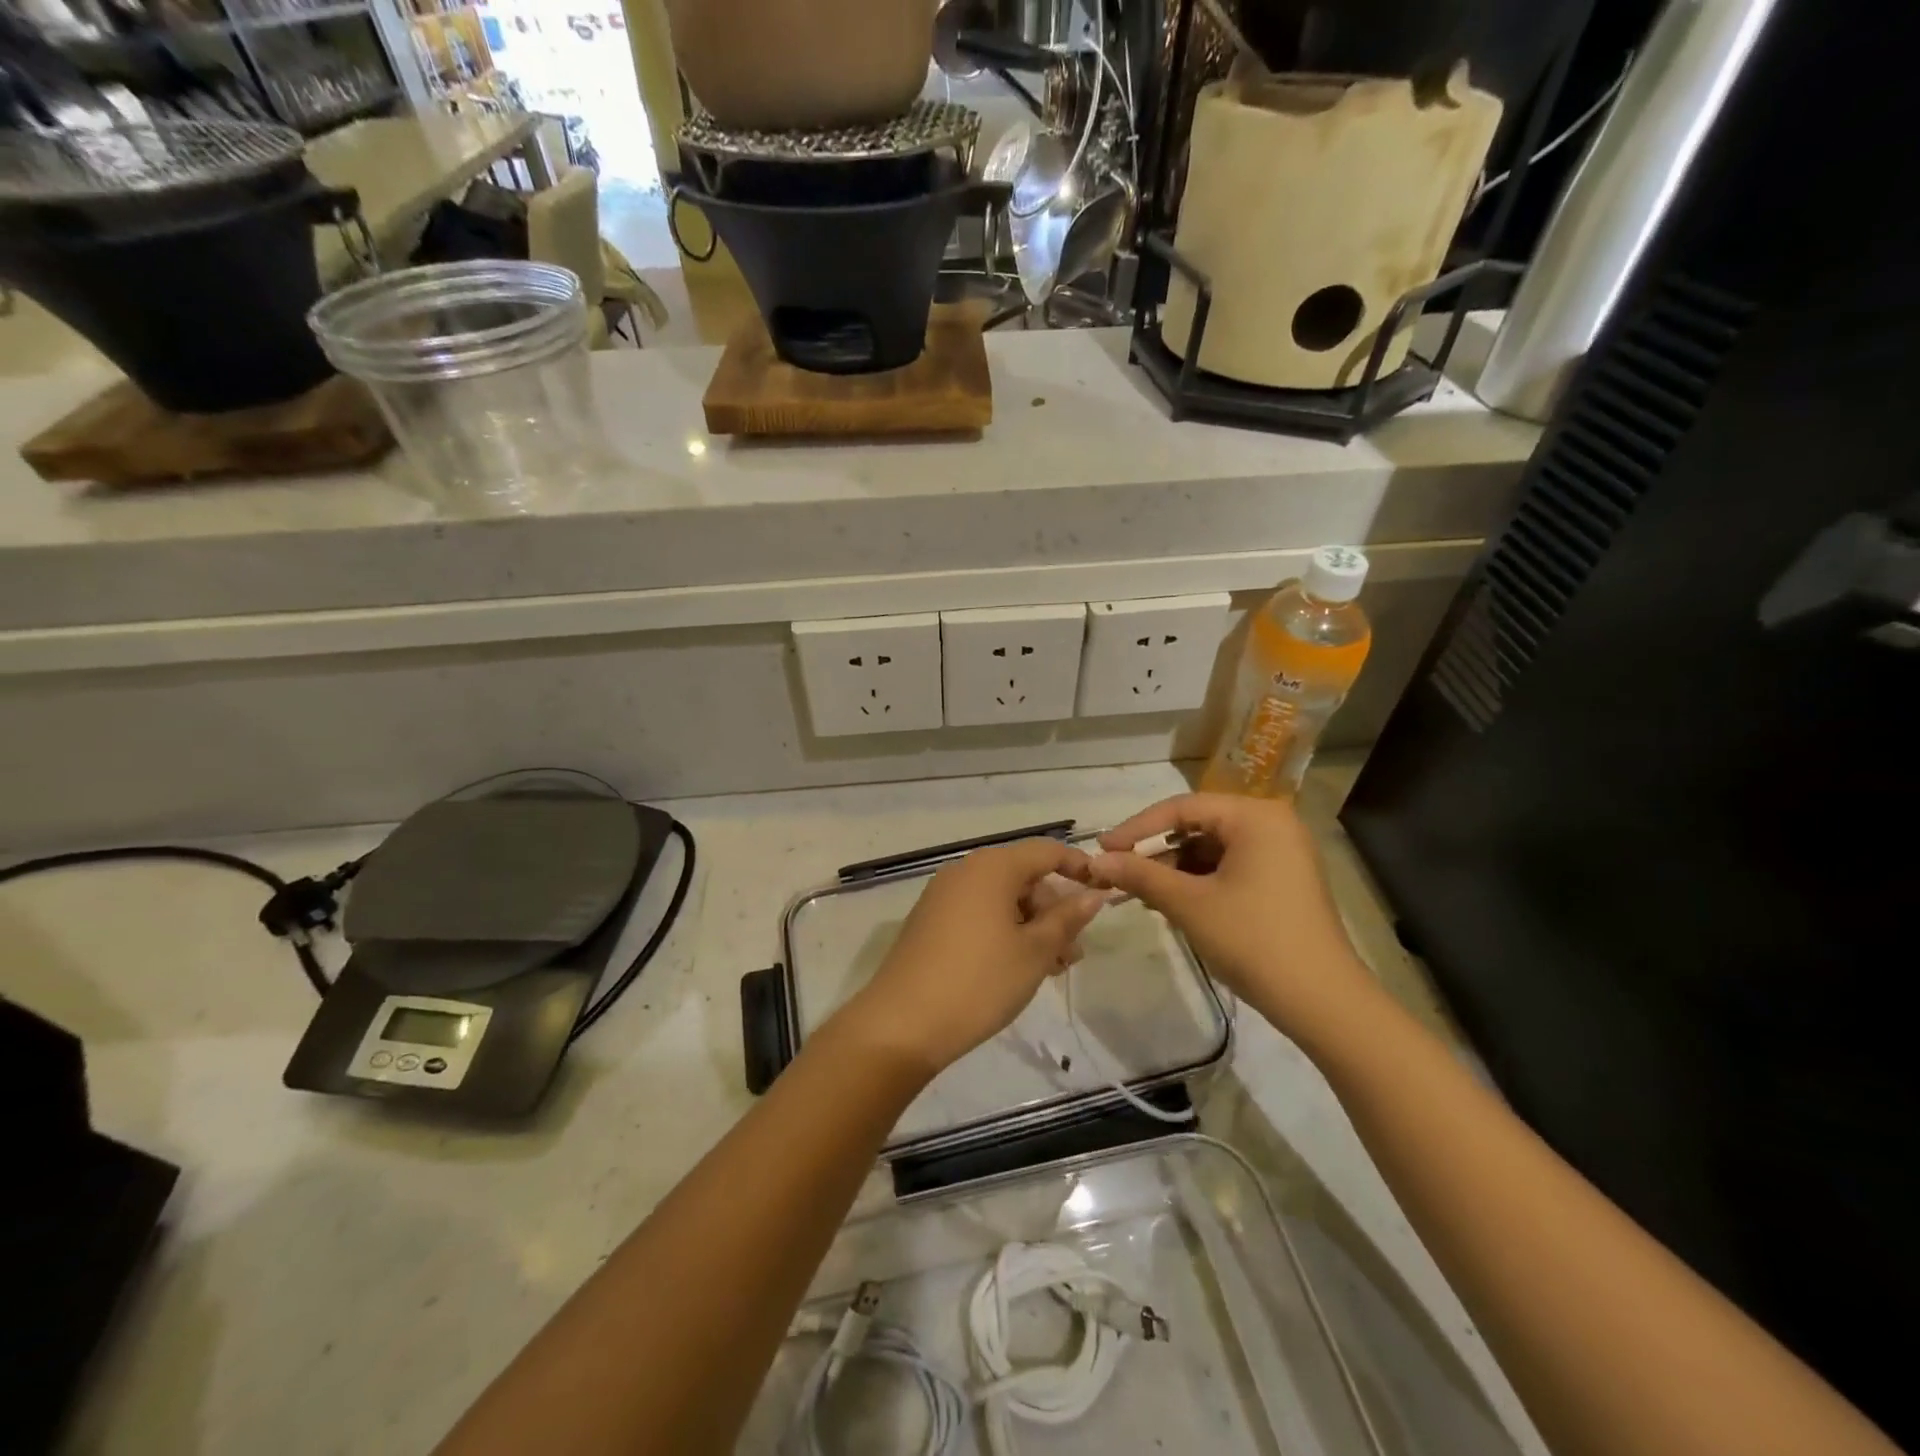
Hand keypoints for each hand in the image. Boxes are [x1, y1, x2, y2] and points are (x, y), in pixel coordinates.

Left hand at [838, 838, 1105, 1079]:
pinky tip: (1017, 967)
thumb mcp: (1034, 952)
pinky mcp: (930, 922)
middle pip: (1022, 876)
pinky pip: (978, 914)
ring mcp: (943, 896)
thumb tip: (1093, 894)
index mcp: (992, 867)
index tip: (1102, 893)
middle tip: (1074, 951)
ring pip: (1001, 899)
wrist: (902, 1024)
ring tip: (1052, 967)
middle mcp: (965, 871)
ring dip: (1032, 926)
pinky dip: (1004, 932)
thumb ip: (1066, 919)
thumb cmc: (979, 981)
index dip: (1077, 867)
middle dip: (1053, 908)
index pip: (1045, 851)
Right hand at [1086, 794, 1373, 1038]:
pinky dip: (1198, 881)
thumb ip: (1140, 875)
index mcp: (1255, 817)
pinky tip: (1173, 902)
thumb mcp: (1189, 904)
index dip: (1137, 828)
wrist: (1322, 1002)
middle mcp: (1272, 824)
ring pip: (1211, 848)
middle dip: (1156, 851)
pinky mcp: (1282, 880)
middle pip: (1198, 825)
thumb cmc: (1253, 940)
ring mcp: (1281, 853)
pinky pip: (1229, 867)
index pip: (1182, 808)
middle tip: (1119, 874)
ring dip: (1174, 869)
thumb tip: (1094, 861)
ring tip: (1141, 893)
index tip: (1103, 850)